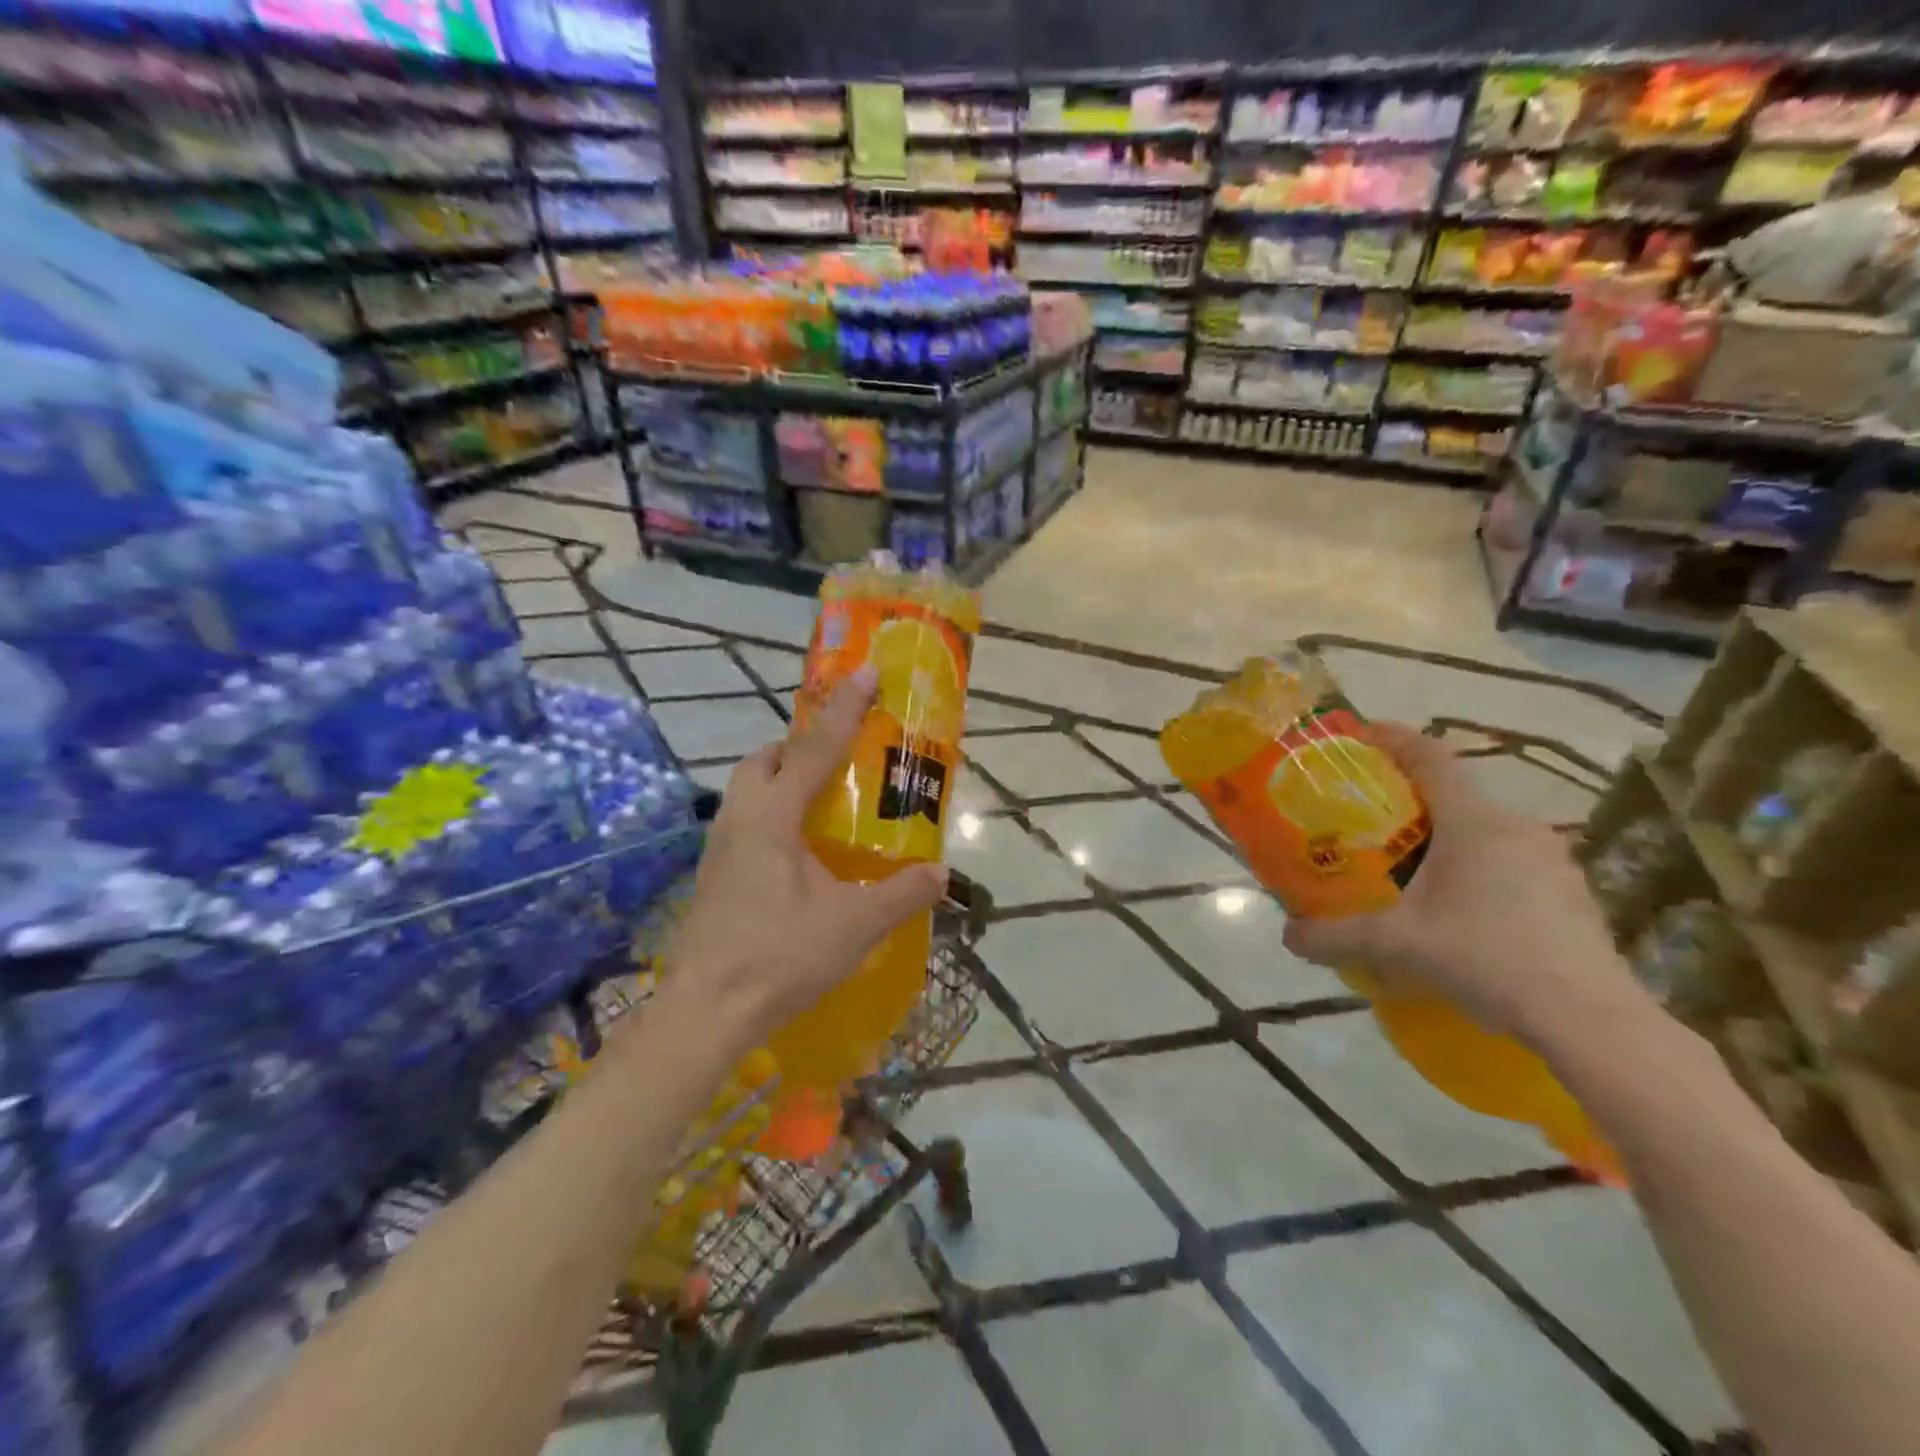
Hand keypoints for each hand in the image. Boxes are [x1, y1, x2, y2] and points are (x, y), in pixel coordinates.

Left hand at [662, 666, 947, 1052]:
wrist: (705, 1012)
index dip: (844, 709)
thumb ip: (900, 894)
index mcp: (772, 817)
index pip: (813, 749)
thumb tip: (940, 873)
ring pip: (748, 790)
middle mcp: (740, 820)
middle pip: (764, 760)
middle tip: (837, 759)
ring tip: (822, 804)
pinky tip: (797, 853)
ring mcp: (719, 848)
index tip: (865, 672)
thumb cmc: (780, 957)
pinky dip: (772, 814)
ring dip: (782, 779)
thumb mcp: (853, 925)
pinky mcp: (713, 876)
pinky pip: (745, 822)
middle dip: (799, 746)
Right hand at [1281, 723, 1650, 1046]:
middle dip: (1409, 796)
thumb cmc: (1487, 958)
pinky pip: (1509, 859)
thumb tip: (1287, 937)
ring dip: (1444, 834)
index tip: (1362, 734)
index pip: (1430, 757)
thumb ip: (1335, 937)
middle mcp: (1516, 827)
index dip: (1394, 739)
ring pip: (1483, 828)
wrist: (1590, 1019)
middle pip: (1454, 792)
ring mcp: (1551, 859)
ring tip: (1409, 864)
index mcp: (1474, 822)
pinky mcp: (1569, 891)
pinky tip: (1459, 907)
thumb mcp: (1397, 945)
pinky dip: (1475, 865)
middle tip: (1369, 817)